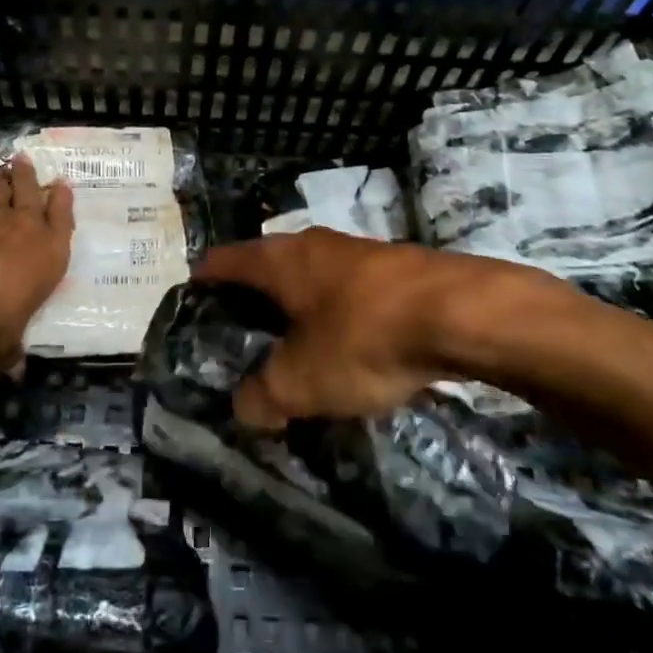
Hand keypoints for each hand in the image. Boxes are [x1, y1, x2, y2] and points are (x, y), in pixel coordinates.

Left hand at [0, 157, 73, 375]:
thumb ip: (11, 347)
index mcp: (50, 254)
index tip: (61, 185)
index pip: (62, 219)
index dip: (62, 200)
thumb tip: (12, 370)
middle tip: (23, 159)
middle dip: (28, 175)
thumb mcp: (9, 340)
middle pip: (30, 191)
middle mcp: (24, 228)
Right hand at [195, 229, 564, 427]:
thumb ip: (262, 397)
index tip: (191, 310)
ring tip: (296, 352)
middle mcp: (310, 244)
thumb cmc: (363, 338)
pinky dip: (337, 316)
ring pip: (310, 280)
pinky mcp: (394, 267)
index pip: (221, 262)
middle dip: (252, 303)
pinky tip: (349, 349)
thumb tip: (246, 408)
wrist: (461, 313)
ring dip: (299, 311)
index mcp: (277, 260)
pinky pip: (348, 292)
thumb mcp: (301, 382)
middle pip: (265, 268)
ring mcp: (355, 251)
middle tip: (244, 344)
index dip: (201, 284)